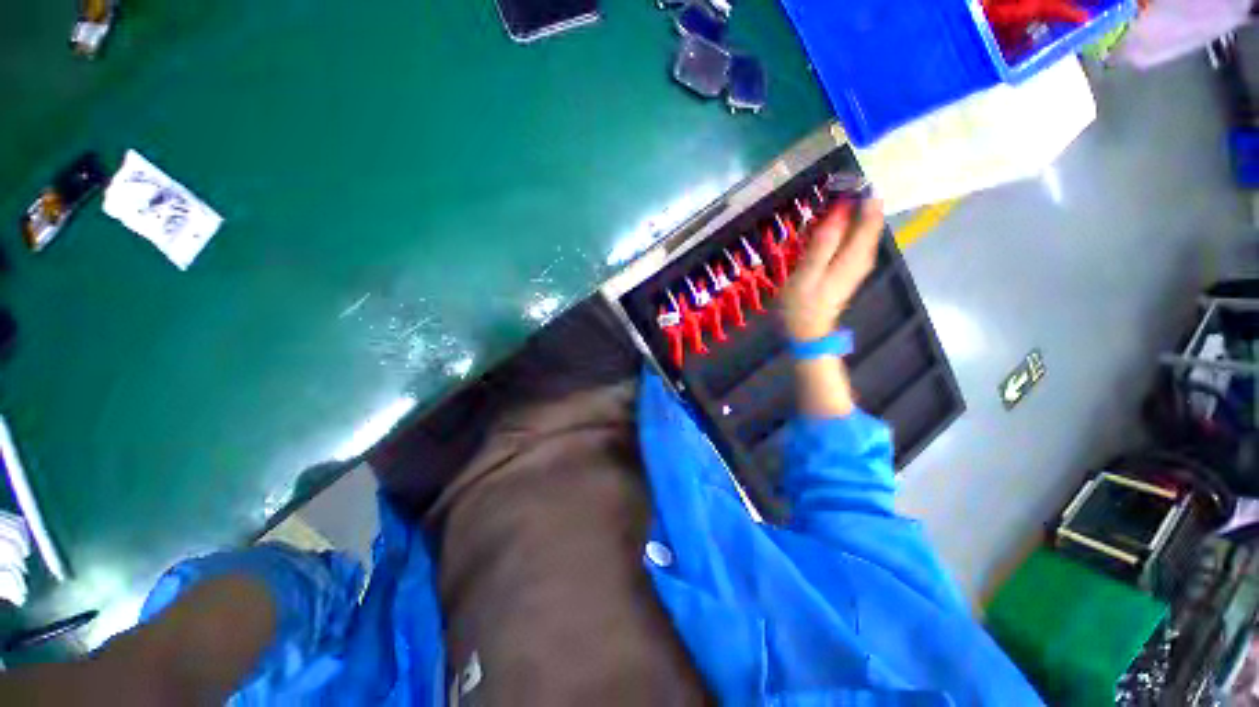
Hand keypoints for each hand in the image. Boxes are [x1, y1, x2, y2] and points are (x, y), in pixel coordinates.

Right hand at [780, 198, 884, 341]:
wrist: (808, 334)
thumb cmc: (802, 307)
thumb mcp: (806, 276)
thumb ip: (822, 245)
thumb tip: (839, 212)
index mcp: (854, 257)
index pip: (869, 217)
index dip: (860, 196)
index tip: (843, 181)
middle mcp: (863, 257)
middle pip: (869, 221)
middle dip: (855, 202)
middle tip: (834, 190)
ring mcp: (858, 264)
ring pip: (863, 230)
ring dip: (850, 214)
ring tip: (831, 204)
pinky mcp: (851, 269)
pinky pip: (855, 240)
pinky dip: (846, 228)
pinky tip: (830, 227)